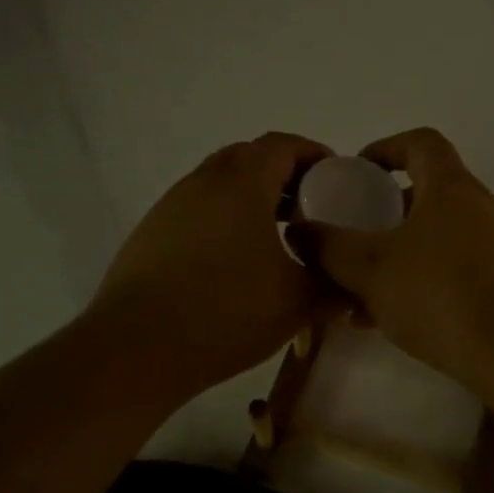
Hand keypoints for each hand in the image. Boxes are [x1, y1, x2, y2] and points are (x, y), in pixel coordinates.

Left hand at [91, 132, 332, 394]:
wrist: (137, 348)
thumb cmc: (227, 312)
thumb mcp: (298, 303)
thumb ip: (336, 287)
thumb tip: (356, 286)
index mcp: (242, 183)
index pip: (282, 145)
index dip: (313, 154)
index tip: (336, 177)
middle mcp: (202, 182)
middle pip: (248, 158)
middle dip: (282, 175)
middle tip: (307, 208)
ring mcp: (170, 207)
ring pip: (218, 185)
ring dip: (250, 198)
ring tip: (273, 238)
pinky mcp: (149, 235)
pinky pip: (196, 211)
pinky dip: (222, 220)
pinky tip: (231, 264)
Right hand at [288, 128, 493, 393]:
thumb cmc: (440, 293)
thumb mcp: (370, 268)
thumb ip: (328, 246)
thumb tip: (298, 230)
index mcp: (450, 188)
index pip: (419, 143)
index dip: (385, 148)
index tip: (356, 172)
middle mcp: (478, 210)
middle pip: (425, 195)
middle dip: (382, 214)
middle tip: (350, 237)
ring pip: (433, 241)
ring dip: (395, 258)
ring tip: (356, 291)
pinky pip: (449, 274)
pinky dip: (416, 285)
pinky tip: (385, 321)